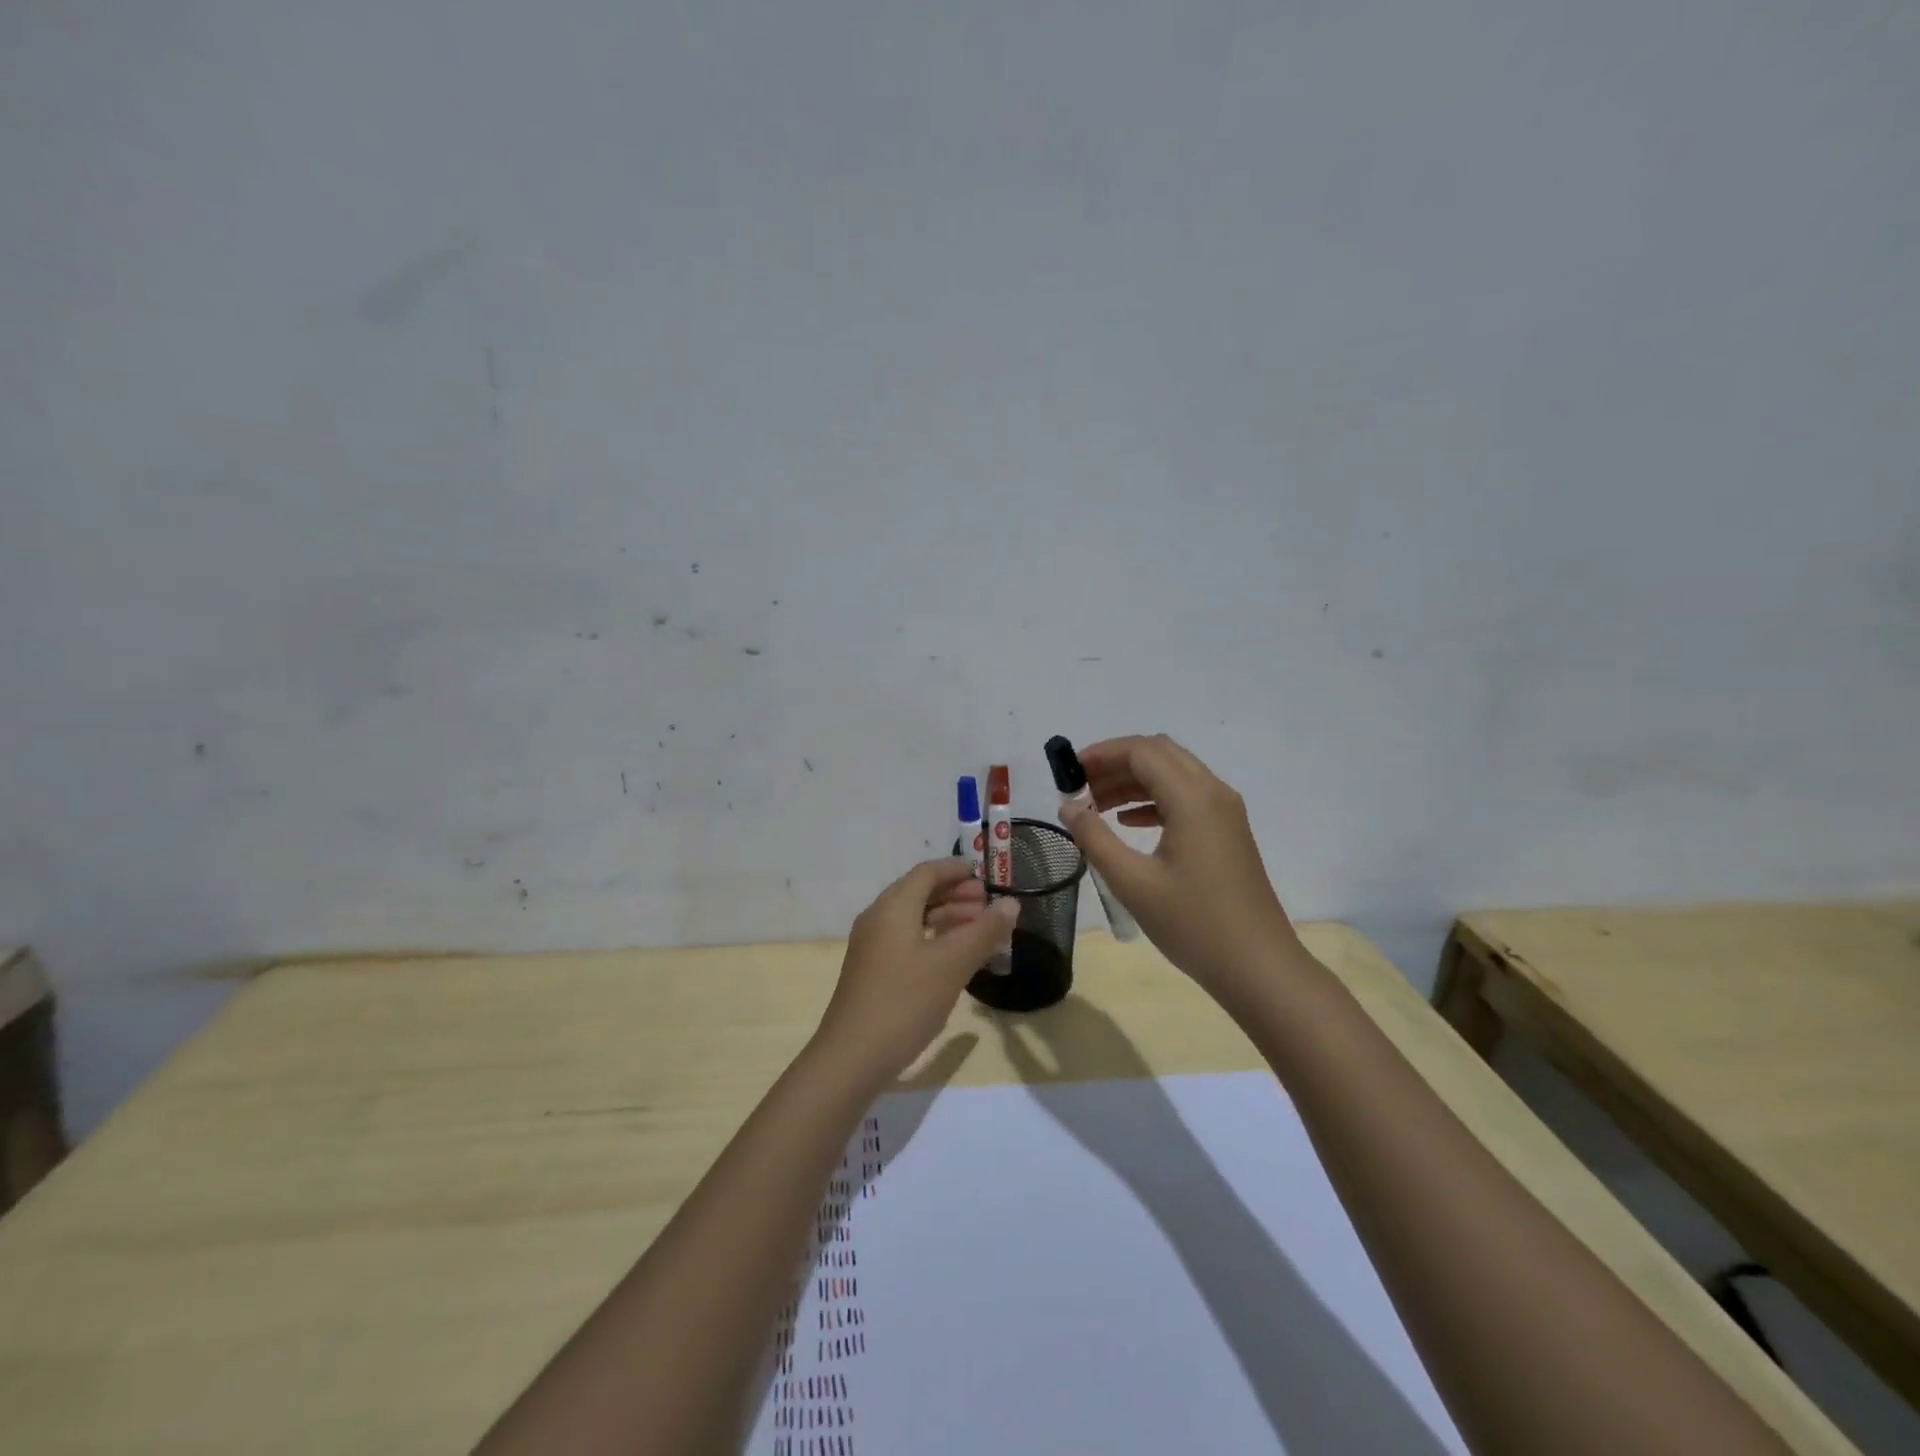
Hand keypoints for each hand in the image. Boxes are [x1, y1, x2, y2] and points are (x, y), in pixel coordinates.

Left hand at [815, 858, 1019, 1084]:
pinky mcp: (872, 970)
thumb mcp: (952, 964)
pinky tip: (954, 958)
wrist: (852, 1057)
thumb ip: (984, 931)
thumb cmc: (905, 1001)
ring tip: (980, 931)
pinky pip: (907, 939)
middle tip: (989, 906)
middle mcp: (878, 917)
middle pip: (920, 892)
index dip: (957, 870)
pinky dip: (933, 938)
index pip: (928, 872)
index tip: (987, 877)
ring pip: (914, 918)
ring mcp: (872, 946)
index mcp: (893, 906)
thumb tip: (1012, 903)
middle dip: (956, 894)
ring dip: (947, 918)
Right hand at [1059, 735, 1299, 1002]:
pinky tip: (1128, 823)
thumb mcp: (1133, 882)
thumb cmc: (1193, 924)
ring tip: (1096, 805)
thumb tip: (1068, 806)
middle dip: (1116, 762)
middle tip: (1081, 786)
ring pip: (1173, 774)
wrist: (1258, 967)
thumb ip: (1094, 838)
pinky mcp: (1228, 832)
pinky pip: (1186, 797)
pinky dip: (1153, 799)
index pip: (1141, 751)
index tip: (1068, 773)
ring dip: (1133, 781)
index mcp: (1193, 798)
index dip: (1101, 754)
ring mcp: (1225, 812)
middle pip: (1159, 754)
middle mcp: (1213, 793)